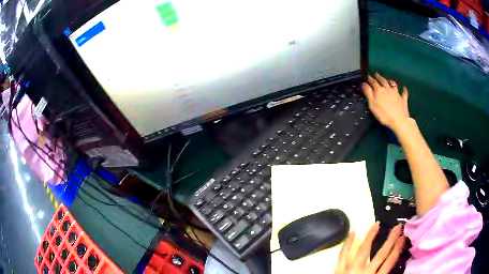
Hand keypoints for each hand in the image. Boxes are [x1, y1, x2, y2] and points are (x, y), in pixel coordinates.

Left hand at [335, 222, 404, 273]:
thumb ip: (382, 273)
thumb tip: (389, 264)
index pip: (389, 263)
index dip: (397, 250)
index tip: (404, 238)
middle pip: (380, 255)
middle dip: (390, 240)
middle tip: (398, 227)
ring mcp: (350, 271)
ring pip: (362, 251)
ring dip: (370, 237)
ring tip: (375, 224)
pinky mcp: (338, 271)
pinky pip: (343, 255)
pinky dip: (348, 243)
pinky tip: (353, 232)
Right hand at [362, 73, 409, 132]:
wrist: (399, 121)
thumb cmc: (384, 114)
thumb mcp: (372, 104)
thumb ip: (368, 93)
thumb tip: (364, 83)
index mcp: (379, 90)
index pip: (373, 82)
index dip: (370, 79)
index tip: (367, 76)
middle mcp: (388, 89)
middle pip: (383, 81)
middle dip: (379, 77)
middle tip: (376, 74)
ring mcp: (397, 94)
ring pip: (393, 85)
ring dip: (390, 81)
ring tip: (389, 80)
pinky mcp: (403, 100)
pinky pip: (404, 93)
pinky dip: (404, 90)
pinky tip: (404, 88)